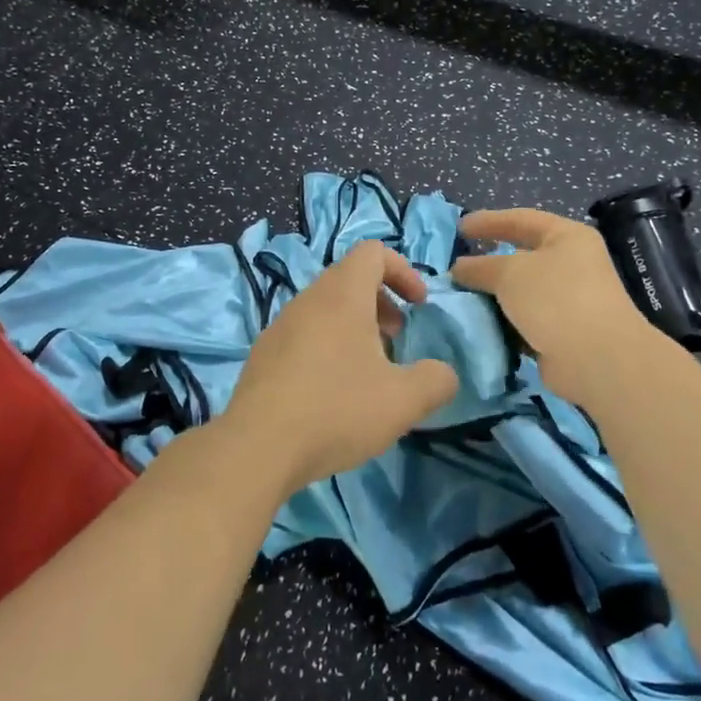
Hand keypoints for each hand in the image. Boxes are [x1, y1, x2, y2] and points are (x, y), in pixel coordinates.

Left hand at [222, 240, 459, 496]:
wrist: (257, 448)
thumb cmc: (336, 410)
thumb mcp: (404, 401)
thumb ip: (436, 381)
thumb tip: (444, 374)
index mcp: (342, 295)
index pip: (373, 252)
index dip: (403, 271)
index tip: (418, 306)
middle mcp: (308, 300)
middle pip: (349, 279)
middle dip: (382, 302)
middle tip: (397, 338)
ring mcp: (280, 326)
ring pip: (326, 308)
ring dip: (355, 327)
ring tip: (368, 370)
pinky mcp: (264, 355)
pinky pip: (304, 334)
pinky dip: (328, 346)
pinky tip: (333, 393)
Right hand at [451, 208, 653, 404]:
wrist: (596, 359)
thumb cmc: (555, 299)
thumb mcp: (509, 273)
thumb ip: (480, 267)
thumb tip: (459, 268)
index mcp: (567, 237)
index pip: (522, 219)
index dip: (489, 221)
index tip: (459, 228)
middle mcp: (572, 264)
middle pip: (522, 257)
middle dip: (488, 264)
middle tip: (456, 268)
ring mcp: (569, 300)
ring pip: (521, 292)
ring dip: (494, 297)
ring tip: (460, 299)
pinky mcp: (563, 332)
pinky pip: (525, 320)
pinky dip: (504, 322)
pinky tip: (480, 326)